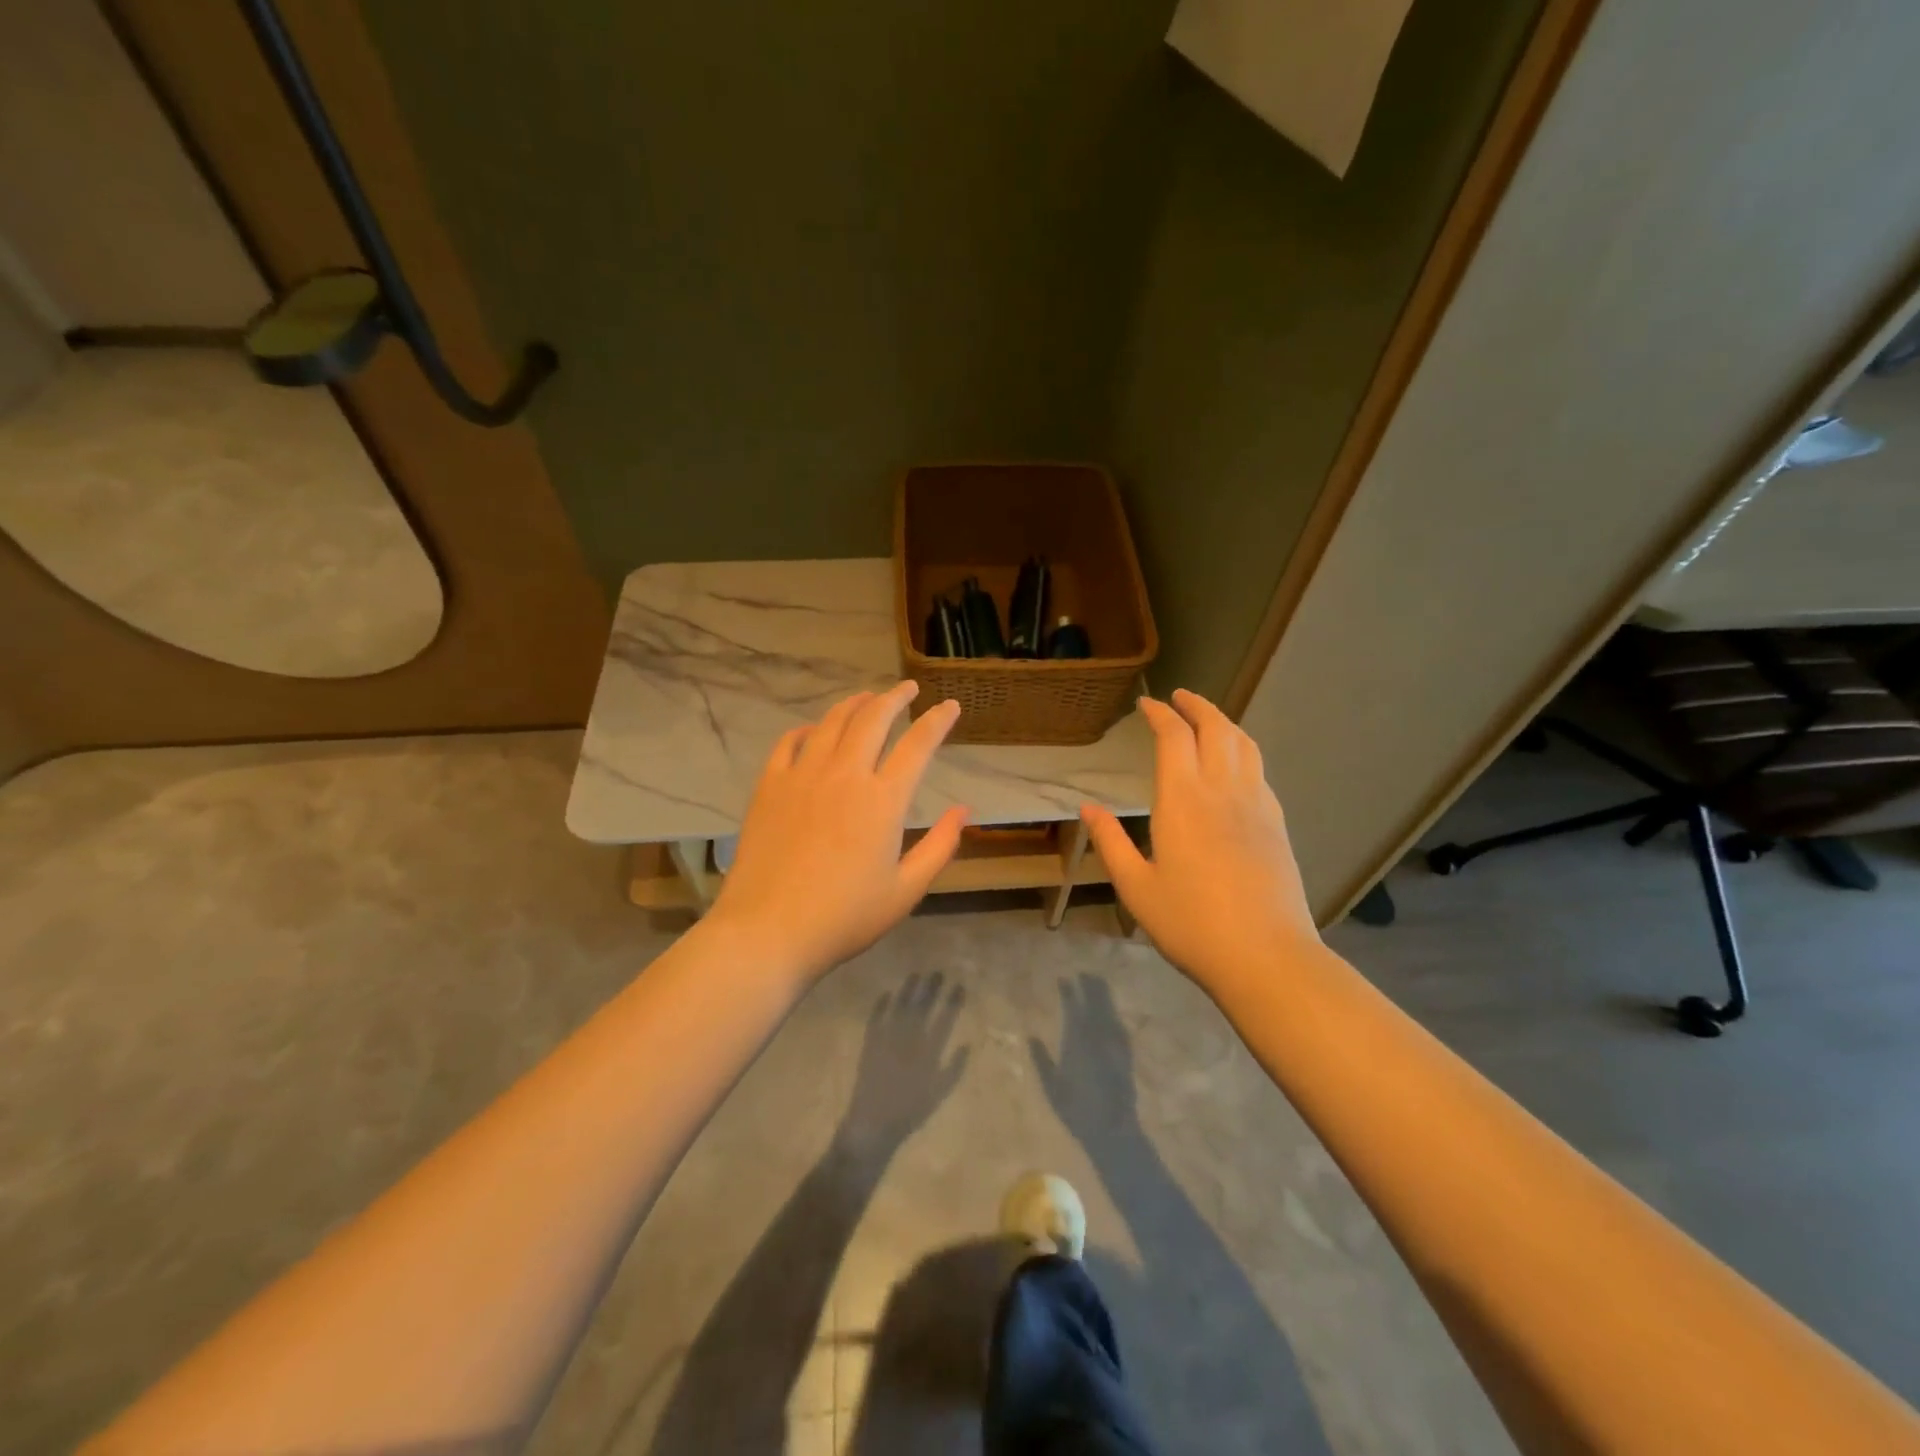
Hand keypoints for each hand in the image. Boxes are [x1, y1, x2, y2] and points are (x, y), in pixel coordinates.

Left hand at [707, 682, 967, 982]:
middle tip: (909, 688)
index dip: (938, 721)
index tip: (950, 706)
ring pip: (833, 722)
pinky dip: (809, 729)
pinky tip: (815, 730)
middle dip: (896, 697)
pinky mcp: (770, 786)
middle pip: (874, 719)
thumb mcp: (906, 891)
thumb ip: (940, 846)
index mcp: (883, 800)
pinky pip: (791, 741)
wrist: (768, 931)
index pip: (918, 745)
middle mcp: (845, 774)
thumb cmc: (844, 918)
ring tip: (868, 698)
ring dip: (855, 704)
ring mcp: (803, 775)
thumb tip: (963, 810)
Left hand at [841, 972, 969, 1153]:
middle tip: (938, 972)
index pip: (944, 1019)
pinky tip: (886, 994)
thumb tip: (967, 1043)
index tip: (959, 985)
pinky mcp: (869, 1043)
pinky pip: (875, 1018)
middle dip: (931, 988)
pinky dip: (881, 1005)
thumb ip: (954, 1068)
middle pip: (922, 1007)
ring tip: (916, 974)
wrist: (873, 1123)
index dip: (952, 1001)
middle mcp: (908, 1039)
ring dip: (908, 990)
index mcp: (928, 1051)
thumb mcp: (939, 1093)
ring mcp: (887, 1039)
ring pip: (900, 1007)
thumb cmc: (911, 1111)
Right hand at [1031, 976, 1140, 1141]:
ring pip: (1109, 1011)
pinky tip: (1113, 1014)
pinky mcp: (1126, 1055)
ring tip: (1099, 982)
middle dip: (1090, 986)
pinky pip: (1119, 1026)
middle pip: (1094, 1004)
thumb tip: (1031, 1037)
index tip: (1064, 978)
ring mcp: (1114, 1044)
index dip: (1068, 991)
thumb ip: (1041, 1059)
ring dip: (1104, 995)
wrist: (1113, 1130)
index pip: (1072, 1007)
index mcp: (1076, 1041)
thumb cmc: (1076, 1111)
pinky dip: (1114, 1015)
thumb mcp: (1052, 1087)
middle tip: (1085, 972)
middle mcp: (1096, 1036)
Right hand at [1081, 689, 1318, 992]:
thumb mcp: (1136, 887)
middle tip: (1179, 698)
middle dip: (1196, 705)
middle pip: (1215, 728)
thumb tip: (1088, 808)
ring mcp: (1256, 804)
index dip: (1160, 714)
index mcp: (1183, 800)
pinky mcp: (1276, 823)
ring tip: (1207, 719)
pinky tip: (1234, 765)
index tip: (1146, 704)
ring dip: (1223, 722)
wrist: (1266, 956)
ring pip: (1244, 744)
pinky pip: (1259, 770)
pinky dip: (1242, 751)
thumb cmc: (1190, 923)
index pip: (1174, 737)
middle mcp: (1223, 790)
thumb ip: (1110, 842)